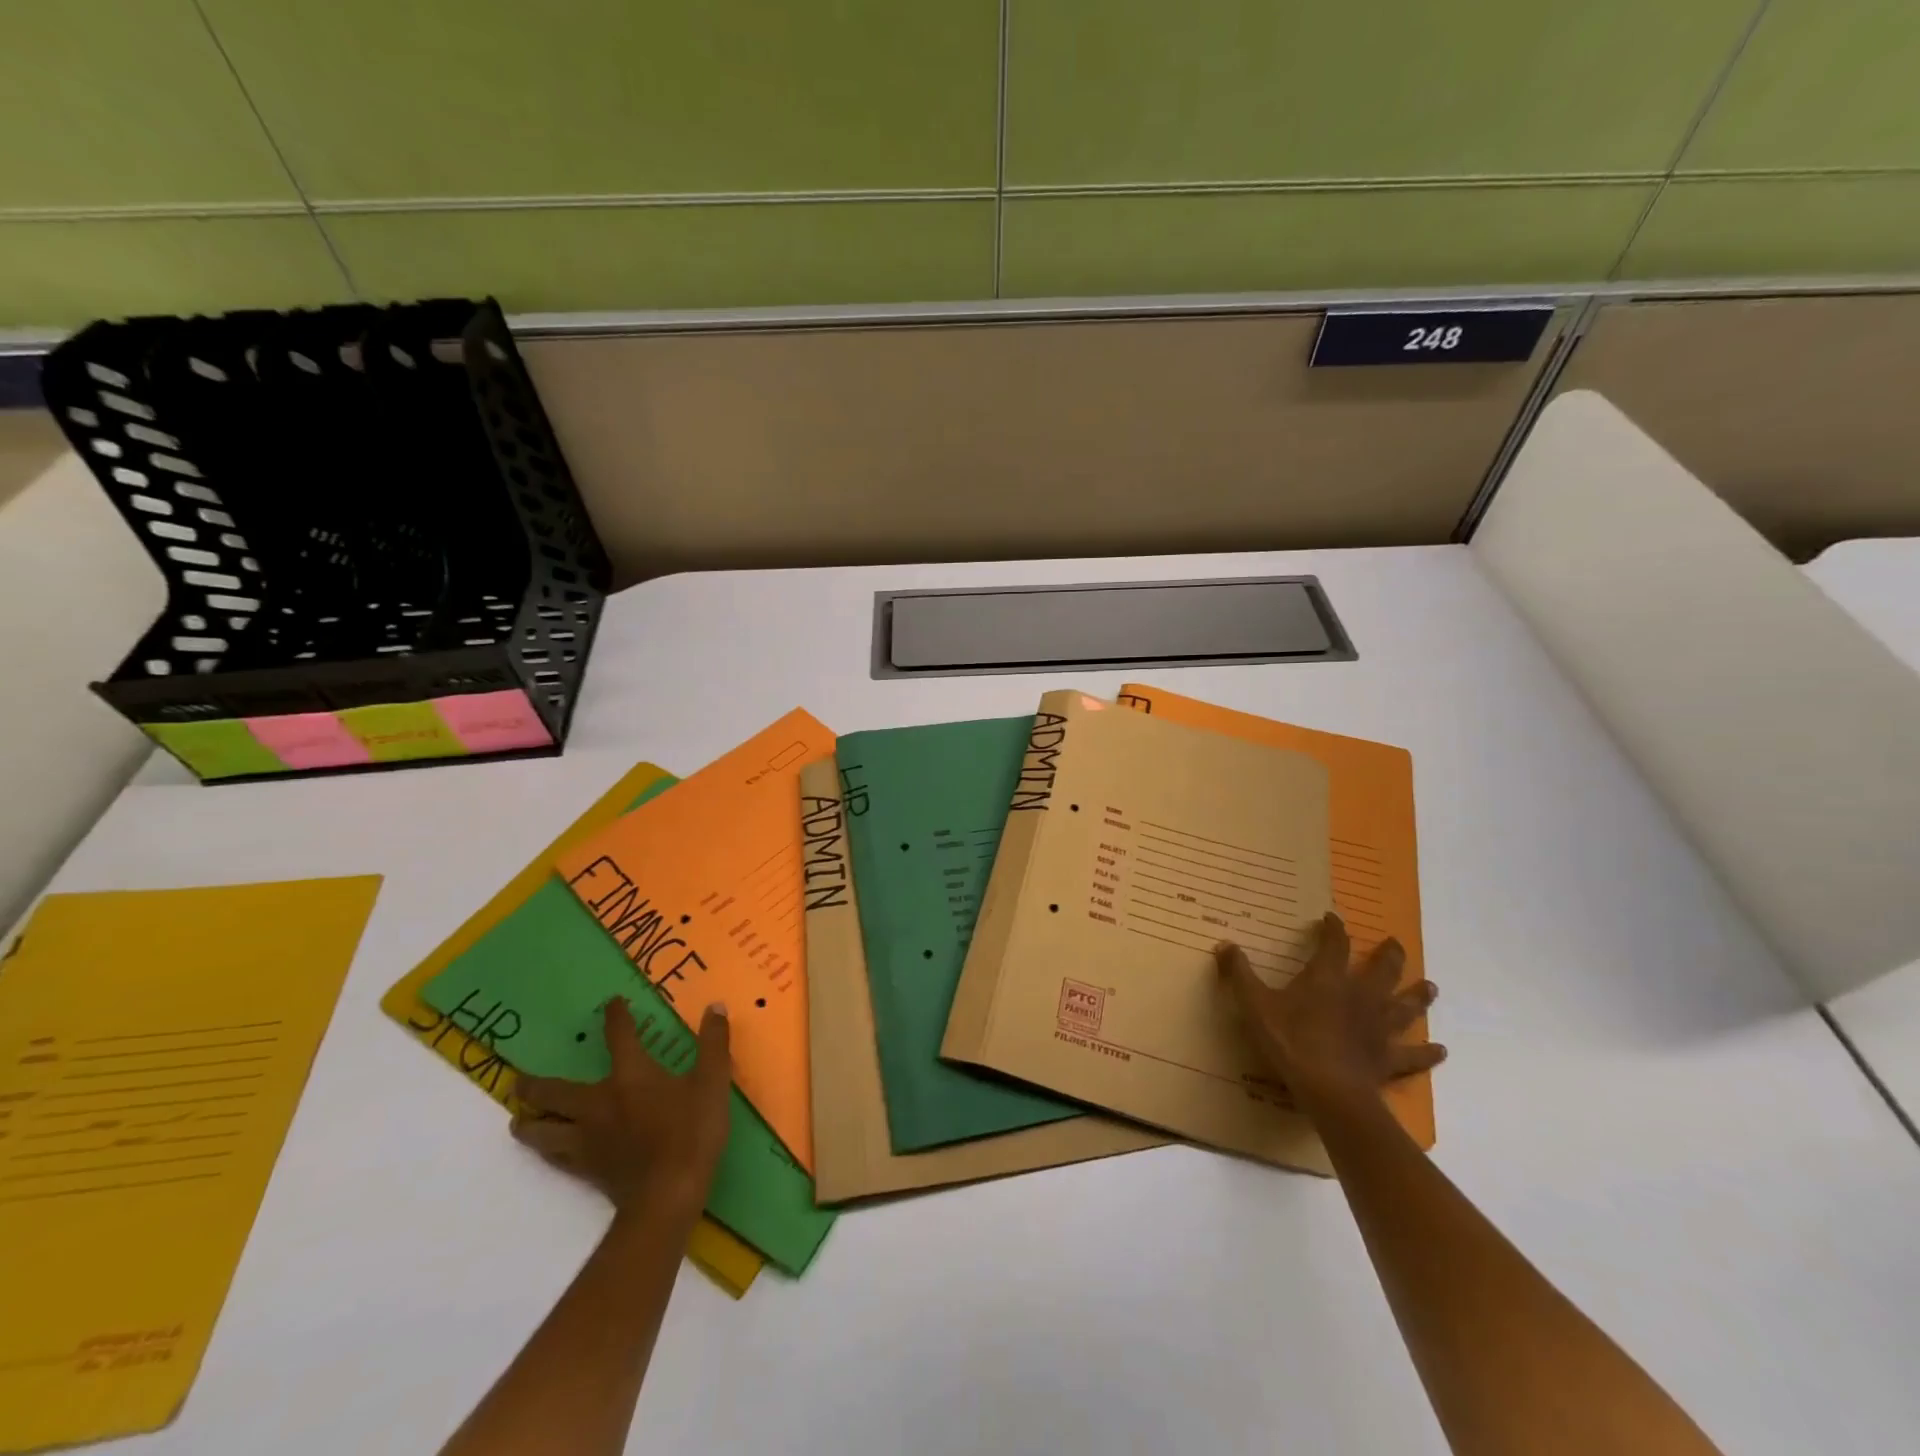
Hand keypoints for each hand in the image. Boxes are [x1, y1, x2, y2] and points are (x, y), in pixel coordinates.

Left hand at [510, 998, 731, 1219]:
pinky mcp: (587, 1169)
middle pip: (555, 1092)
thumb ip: (714, 1042)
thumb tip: (715, 1006)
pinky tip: (547, 1152)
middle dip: (536, 1084)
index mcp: (630, 1076)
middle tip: (520, 1080)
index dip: (615, 1017)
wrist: (668, 1195)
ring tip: (519, 1120)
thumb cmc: (691, 1131)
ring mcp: (587, 1140)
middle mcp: (599, 1103)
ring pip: (543, 1131)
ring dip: (529, 1123)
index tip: (611, 1004)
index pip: (619, 1037)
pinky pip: (556, 1157)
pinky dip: (547, 1151)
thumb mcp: (712, 1081)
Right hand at [1218, 912, 1444, 1106]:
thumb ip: (1239, 973)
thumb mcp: (1254, 1004)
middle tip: (1395, 944)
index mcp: (1328, 978)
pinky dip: (1427, 1053)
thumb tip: (1224, 944)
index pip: (1334, 943)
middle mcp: (1361, 996)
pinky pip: (1413, 1055)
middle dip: (1389, 955)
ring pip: (1406, 1007)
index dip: (1333, 928)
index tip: (1331, 918)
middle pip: (1383, 970)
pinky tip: (1441, 1050)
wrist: (1330, 1090)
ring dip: (1418, 996)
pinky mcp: (1388, 1059)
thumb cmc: (1291, 1041)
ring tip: (1431, 987)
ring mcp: (1380, 1028)